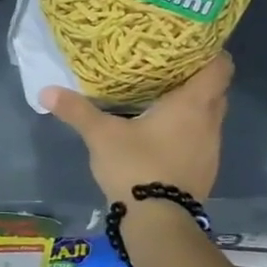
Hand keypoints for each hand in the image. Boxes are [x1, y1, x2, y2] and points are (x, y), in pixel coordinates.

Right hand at [41, 53, 231, 203]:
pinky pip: (200, 139)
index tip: (188, 44)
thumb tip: (46, 90)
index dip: (210, 52)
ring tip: (160, 97)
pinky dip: (186, 130)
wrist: (159, 222)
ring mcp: (210, 150)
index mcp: (192, 105)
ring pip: (208, 116)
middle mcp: (210, 123)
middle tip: (166, 67)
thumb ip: (76, 110)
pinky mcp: (204, 171)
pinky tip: (160, 134)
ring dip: (191, 107)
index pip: (220, 67)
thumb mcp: (101, 135)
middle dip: (195, 78)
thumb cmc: (137, 166)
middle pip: (215, 91)